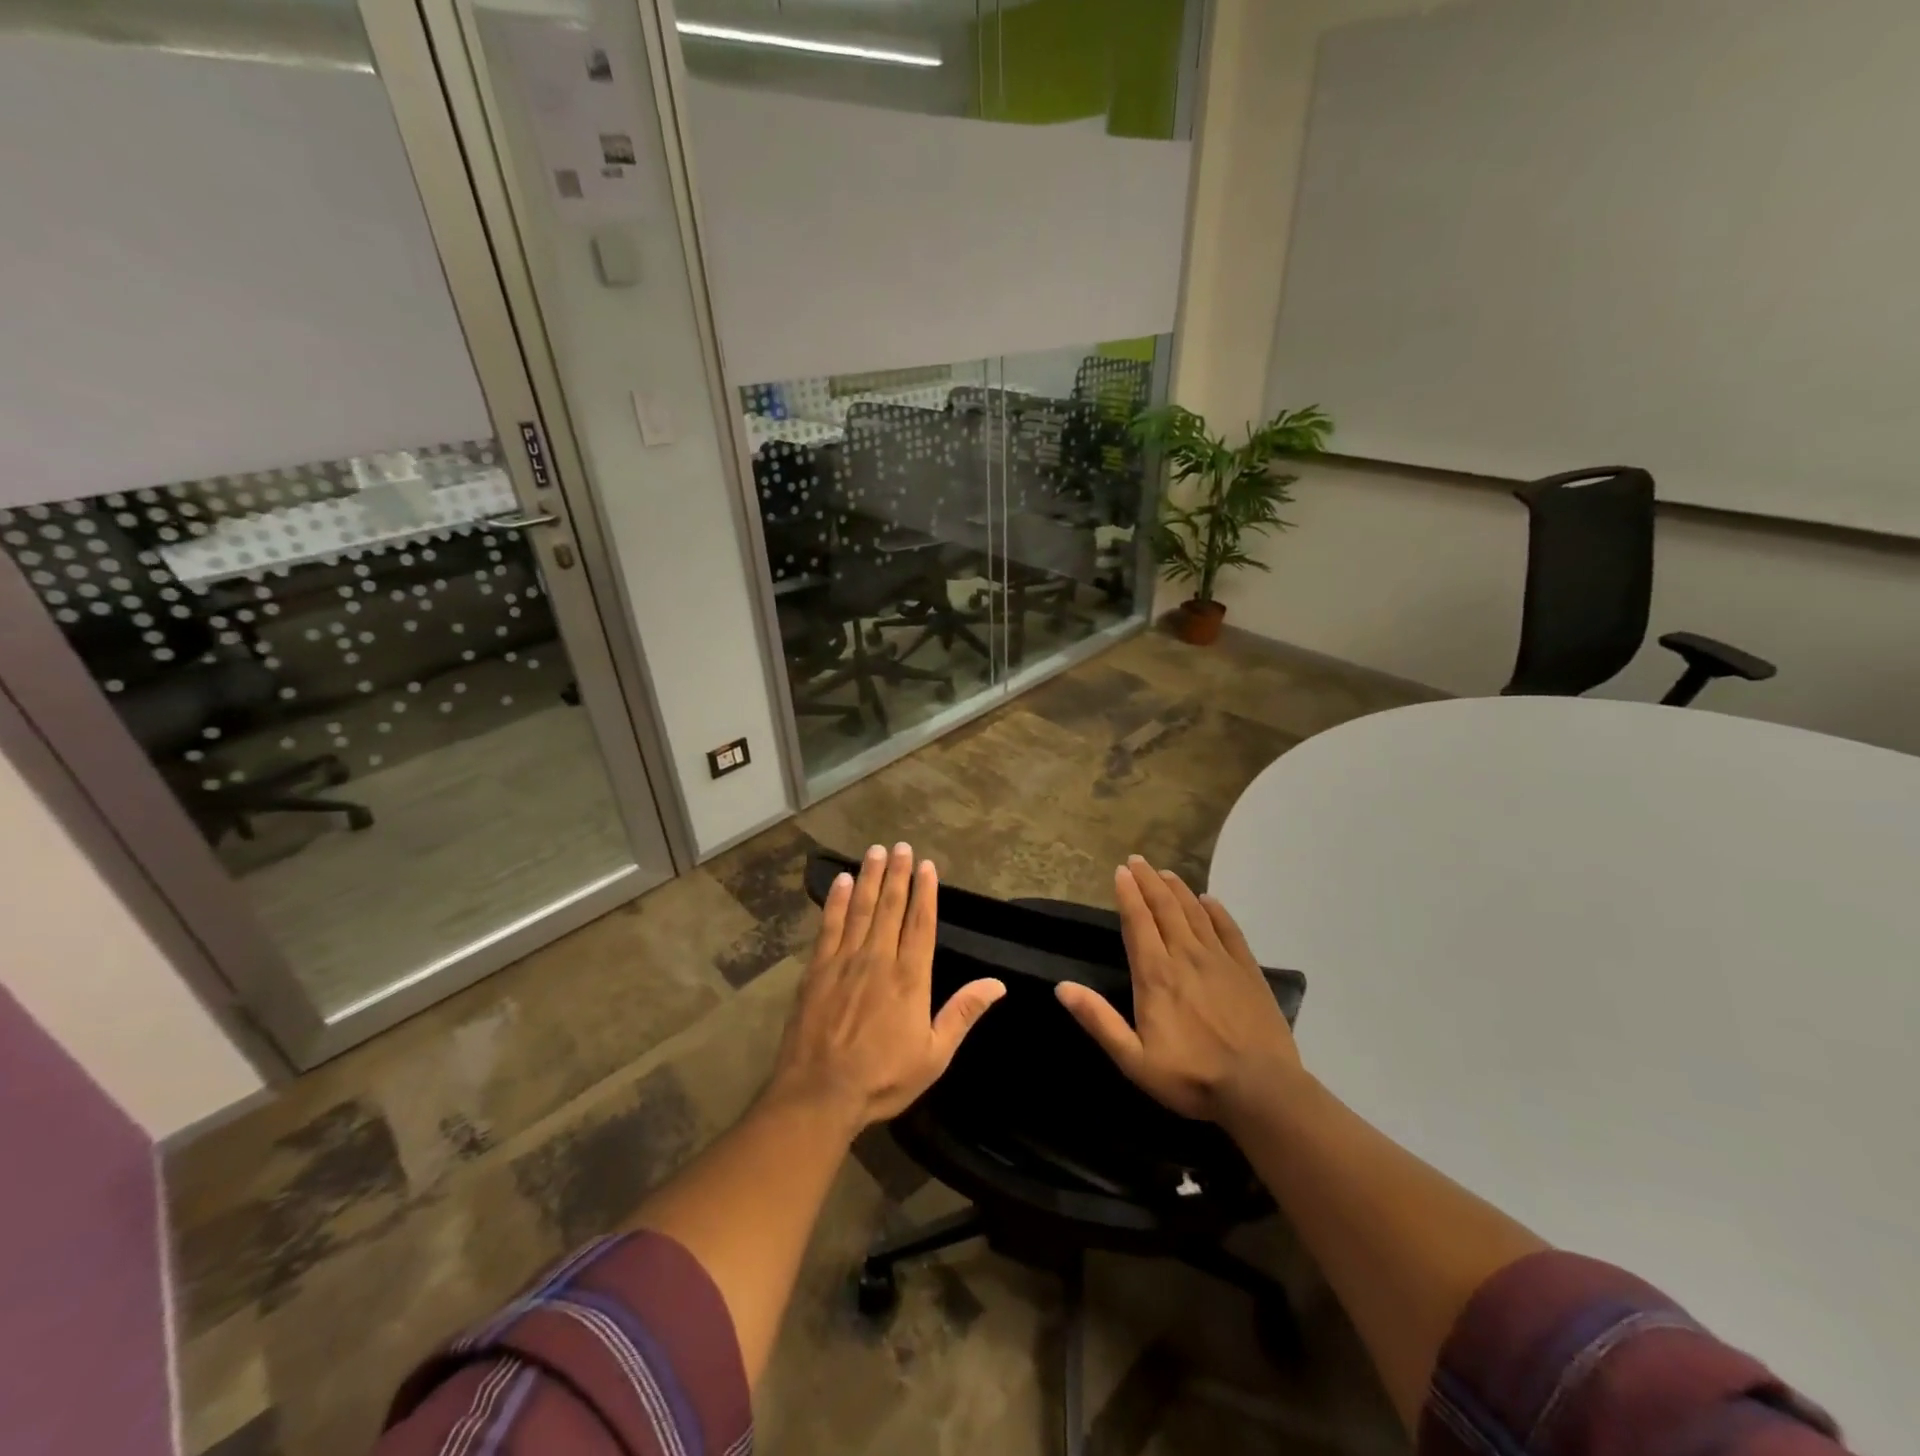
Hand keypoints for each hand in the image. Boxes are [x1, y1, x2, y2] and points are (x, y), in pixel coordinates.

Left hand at [768, 843, 1004, 1132]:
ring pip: (861, 909)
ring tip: (876, 851)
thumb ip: (963, 1014)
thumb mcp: (934, 1055)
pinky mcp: (816, 970)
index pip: (921, 924)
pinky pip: (829, 926)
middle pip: (891, 908)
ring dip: (870, 878)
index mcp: (910, 978)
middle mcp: (878, 960)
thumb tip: (997, 983)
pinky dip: (837, 902)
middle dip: (898, 875)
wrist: (819, 1095)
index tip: (927, 866)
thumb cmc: (882, 1078)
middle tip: (901, 846)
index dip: (925, 892)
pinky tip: (843, 882)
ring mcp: (844, 961)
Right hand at [1055, 855, 1304, 1123]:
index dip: (1127, 894)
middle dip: (1148, 881)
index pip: (1137, 922)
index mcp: (1155, 974)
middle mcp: (1185, 956)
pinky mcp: (1247, 970)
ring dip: (1178, 889)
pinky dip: (1216, 911)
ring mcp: (1220, 960)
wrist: (1261, 1090)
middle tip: (1138, 860)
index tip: (1120, 871)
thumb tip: (1062, 987)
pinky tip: (1209, 900)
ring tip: (1165, 873)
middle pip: (1164, 908)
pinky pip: (1229, 930)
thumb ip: (1098, 1020)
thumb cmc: (1191, 1077)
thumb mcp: (1133, 1058)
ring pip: (1195, 912)